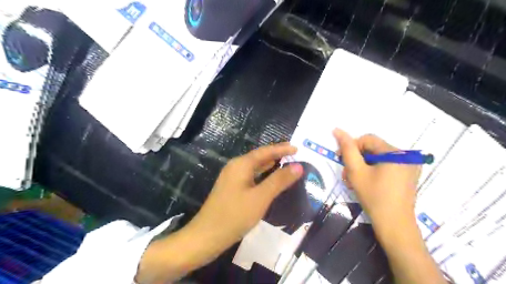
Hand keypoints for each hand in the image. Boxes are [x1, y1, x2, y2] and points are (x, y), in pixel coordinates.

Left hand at [135, 144, 303, 283]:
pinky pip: (251, 177)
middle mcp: (235, 167)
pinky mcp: (232, 189)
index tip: (297, 148)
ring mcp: (232, 178)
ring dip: (270, 166)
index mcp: (241, 164)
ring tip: (287, 164)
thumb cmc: (235, 215)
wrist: (207, 236)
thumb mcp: (261, 197)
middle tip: (295, 156)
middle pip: (259, 157)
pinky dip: (263, 176)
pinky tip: (270, 181)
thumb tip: (298, 166)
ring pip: (255, 168)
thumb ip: (279, 180)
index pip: (265, 151)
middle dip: (277, 155)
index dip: (281, 148)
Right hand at [335, 128, 420, 241]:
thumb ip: (347, 149)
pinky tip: (365, 182)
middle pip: (373, 149)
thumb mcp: (356, 171)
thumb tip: (337, 130)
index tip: (341, 160)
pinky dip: (373, 171)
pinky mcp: (407, 175)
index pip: (367, 139)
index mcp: (396, 152)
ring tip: (353, 181)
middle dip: (356, 160)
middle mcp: (406, 156)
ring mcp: (409, 166)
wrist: (394, 225)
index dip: (351, 147)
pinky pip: (386, 166)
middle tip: (347, 175)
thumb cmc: (374, 197)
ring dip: (362, 167)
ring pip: (377, 158)